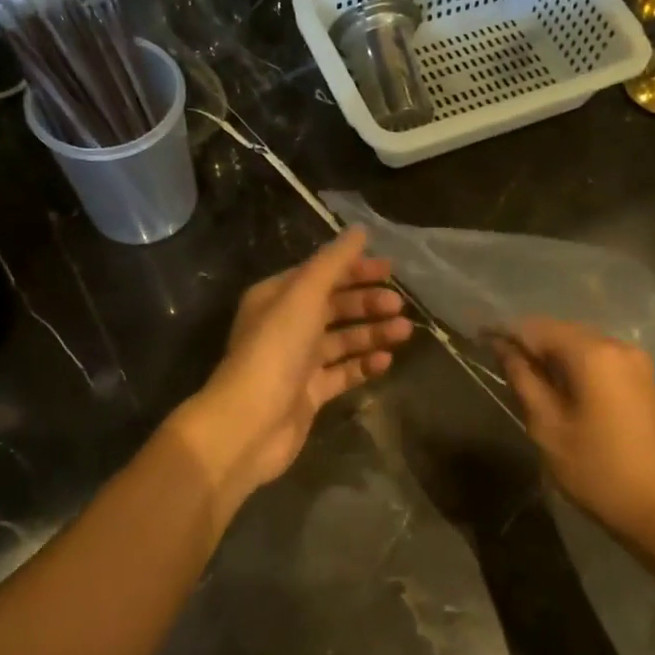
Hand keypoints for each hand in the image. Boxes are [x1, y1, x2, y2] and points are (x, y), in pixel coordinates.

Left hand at [172, 228, 412, 520]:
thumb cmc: (275, 350)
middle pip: (333, 307)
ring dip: (371, 333)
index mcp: (276, 297)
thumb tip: (360, 231)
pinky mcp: (308, 394)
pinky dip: (363, 365)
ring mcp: (297, 362)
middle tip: (398, 306)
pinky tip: (386, 361)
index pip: (321, 274)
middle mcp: (285, 326)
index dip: (354, 269)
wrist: (249, 423)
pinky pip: (342, 373)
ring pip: (341, 340)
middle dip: (366, 304)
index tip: (390, 270)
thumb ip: (333, 263)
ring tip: (404, 332)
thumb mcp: (304, 295)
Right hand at [496, 318, 654, 559]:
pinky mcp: (651, 383)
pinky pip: (606, 362)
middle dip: (533, 345)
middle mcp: (620, 347)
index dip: (507, 333)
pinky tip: (569, 394)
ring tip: (533, 383)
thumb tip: (503, 348)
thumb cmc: (599, 472)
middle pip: (564, 332)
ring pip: (586, 346)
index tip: (482, 342)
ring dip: (557, 358)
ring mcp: (641, 364)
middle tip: (505, 367)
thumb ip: (524, 380)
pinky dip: (581, 369)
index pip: (537, 328)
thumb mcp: (548, 428)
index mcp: (593, 354)